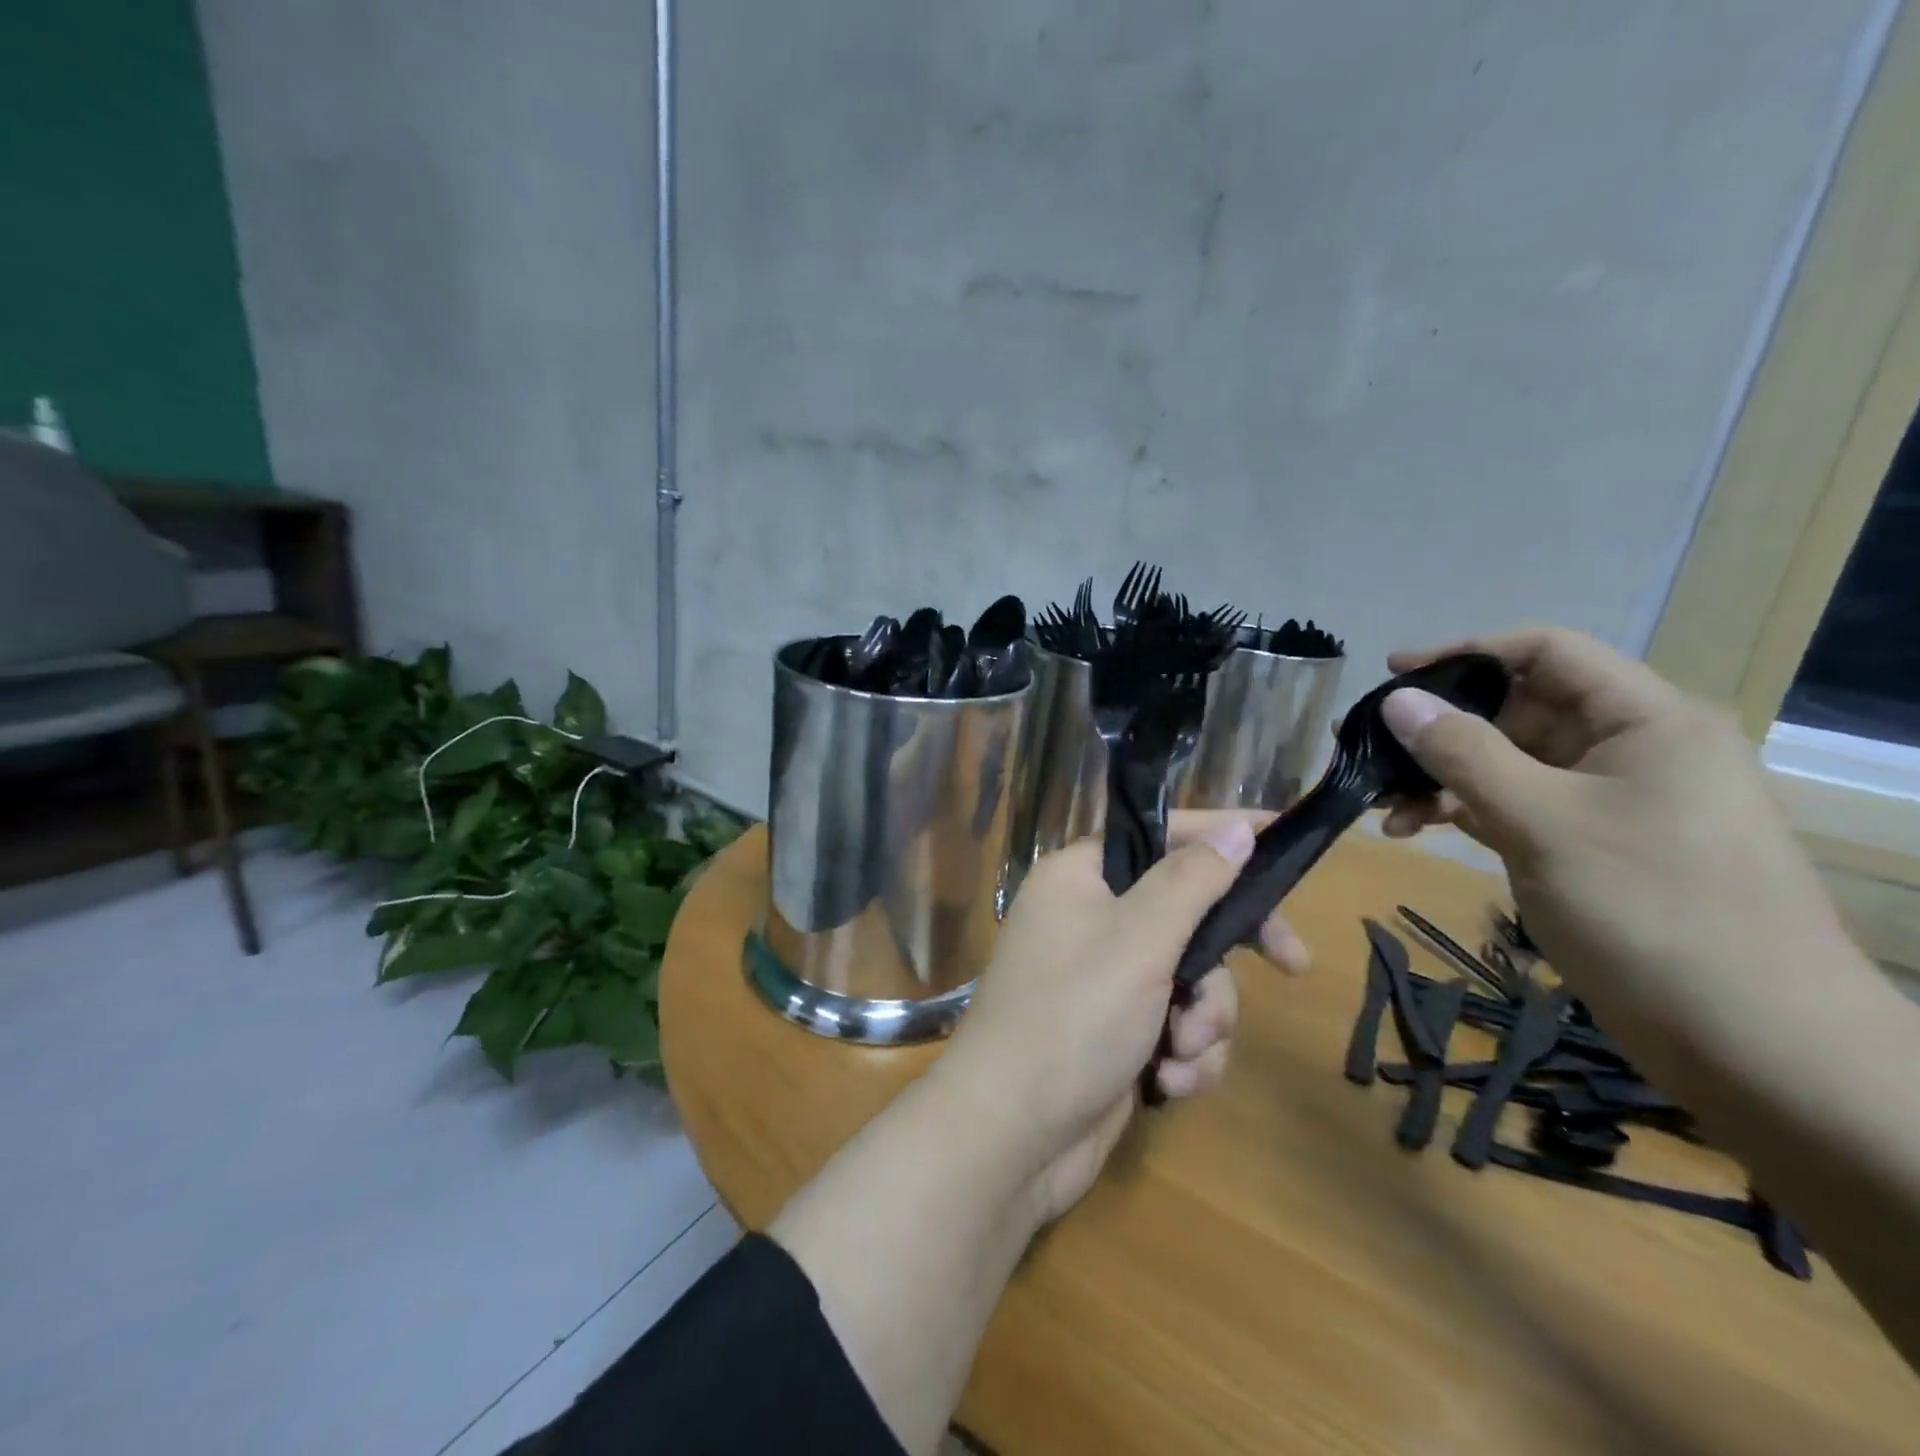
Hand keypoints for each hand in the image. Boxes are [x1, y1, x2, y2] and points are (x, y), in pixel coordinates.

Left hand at [940, 814, 1307, 1223]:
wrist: (1013, 1135)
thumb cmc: (1073, 1017)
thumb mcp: (1139, 938)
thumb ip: (1193, 880)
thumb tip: (1238, 829)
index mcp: (1081, 878)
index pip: (1162, 836)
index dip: (1221, 836)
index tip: (1281, 840)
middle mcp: (1091, 920)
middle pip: (1188, 912)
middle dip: (1225, 957)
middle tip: (1294, 964)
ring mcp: (1106, 980)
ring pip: (1193, 978)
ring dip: (1204, 1019)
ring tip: (1179, 1048)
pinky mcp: (1120, 1034)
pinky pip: (1179, 1026)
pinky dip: (1185, 1055)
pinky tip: (1167, 1083)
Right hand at [1375, 627, 1851, 1033]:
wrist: (1751, 1043)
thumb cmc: (1650, 909)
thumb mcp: (1541, 821)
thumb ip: (1463, 753)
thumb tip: (1397, 699)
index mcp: (1645, 721)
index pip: (1546, 653)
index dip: (1466, 652)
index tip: (1393, 673)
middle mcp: (1630, 749)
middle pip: (1518, 709)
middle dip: (1440, 728)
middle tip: (1369, 749)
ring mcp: (1609, 801)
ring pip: (1508, 763)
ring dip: (1441, 777)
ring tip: (1380, 803)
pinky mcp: (1590, 846)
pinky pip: (1514, 806)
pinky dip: (1462, 811)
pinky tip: (1411, 828)